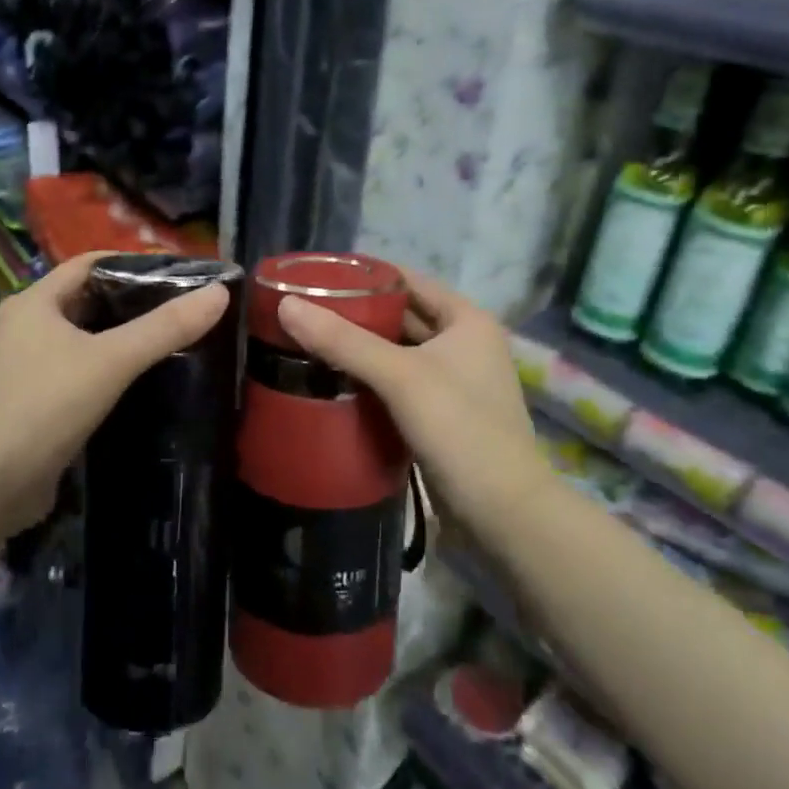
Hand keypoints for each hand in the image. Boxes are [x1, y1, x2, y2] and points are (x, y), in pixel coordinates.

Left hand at [0, 252, 229, 534]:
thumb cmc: (45, 407)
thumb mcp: (111, 361)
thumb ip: (165, 328)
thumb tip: (220, 292)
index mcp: (33, 302)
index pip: (88, 264)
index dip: (132, 263)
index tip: (177, 274)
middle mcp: (22, 327)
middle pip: (86, 301)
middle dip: (131, 302)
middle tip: (181, 309)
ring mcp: (22, 368)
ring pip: (80, 340)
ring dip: (118, 339)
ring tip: (168, 343)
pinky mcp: (28, 404)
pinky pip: (74, 373)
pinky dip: (104, 372)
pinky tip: (136, 385)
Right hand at [276, 265, 542, 522]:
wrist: (503, 513)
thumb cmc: (460, 428)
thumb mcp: (400, 377)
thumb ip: (343, 340)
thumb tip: (286, 306)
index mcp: (466, 320)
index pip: (408, 280)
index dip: (366, 275)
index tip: (319, 276)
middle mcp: (463, 343)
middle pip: (401, 316)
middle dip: (357, 313)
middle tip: (305, 310)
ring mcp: (453, 381)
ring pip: (398, 352)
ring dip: (360, 347)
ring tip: (309, 339)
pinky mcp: (440, 414)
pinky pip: (398, 383)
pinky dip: (369, 378)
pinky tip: (333, 379)